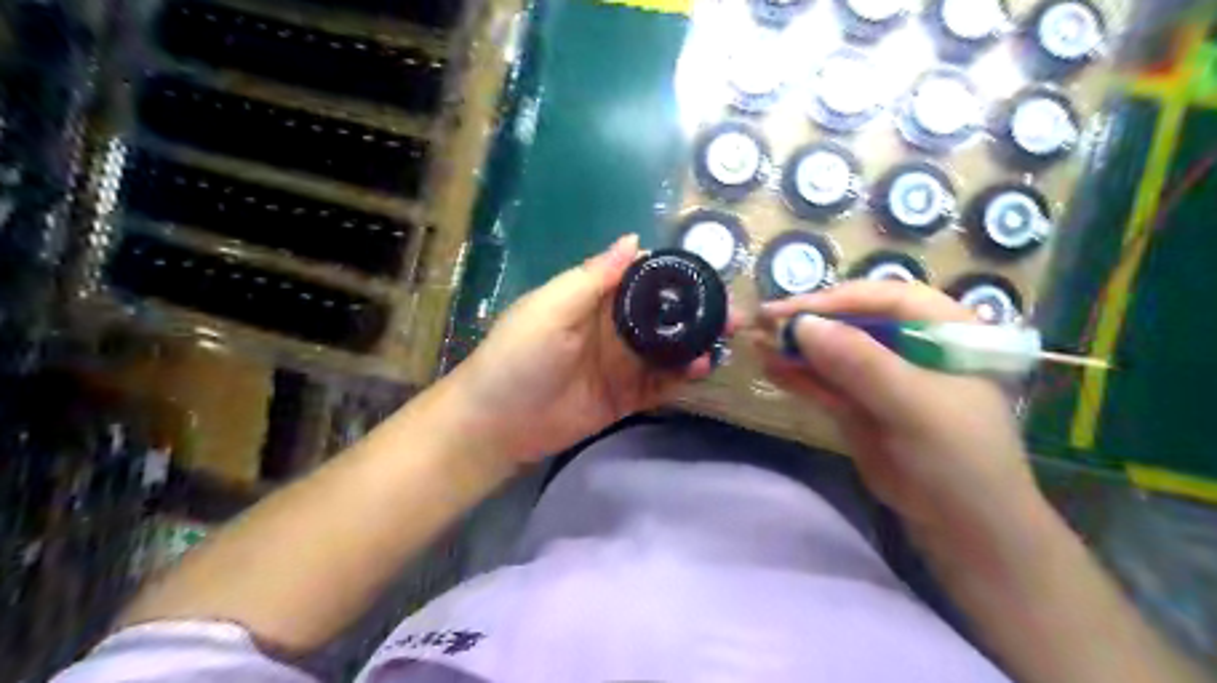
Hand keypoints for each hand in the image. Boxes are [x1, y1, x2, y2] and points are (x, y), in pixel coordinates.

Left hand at [450, 234, 724, 462]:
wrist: (498, 423)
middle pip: (662, 316)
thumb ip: (594, 276)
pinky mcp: (626, 398)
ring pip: (667, 350)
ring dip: (695, 344)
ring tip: (723, 340)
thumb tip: (635, 238)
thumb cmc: (519, 356)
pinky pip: (661, 384)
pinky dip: (683, 376)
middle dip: (696, 313)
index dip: (674, 276)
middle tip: (732, 314)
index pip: (641, 280)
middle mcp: (612, 329)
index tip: (710, 275)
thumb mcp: (551, 307)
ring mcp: (621, 365)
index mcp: (594, 300)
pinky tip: (702, 369)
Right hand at [758, 279, 1040, 541]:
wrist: (963, 528)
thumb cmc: (959, 459)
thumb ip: (860, 362)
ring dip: (796, 347)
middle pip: (854, 320)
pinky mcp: (861, 404)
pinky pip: (826, 382)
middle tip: (762, 323)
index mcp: (945, 330)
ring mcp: (884, 376)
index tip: (792, 312)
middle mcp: (912, 345)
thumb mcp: (914, 406)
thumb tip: (802, 325)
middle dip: (809, 322)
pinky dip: (799, 375)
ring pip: (834, 351)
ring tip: (755, 342)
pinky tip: (770, 367)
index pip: (886, 297)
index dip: (837, 299)